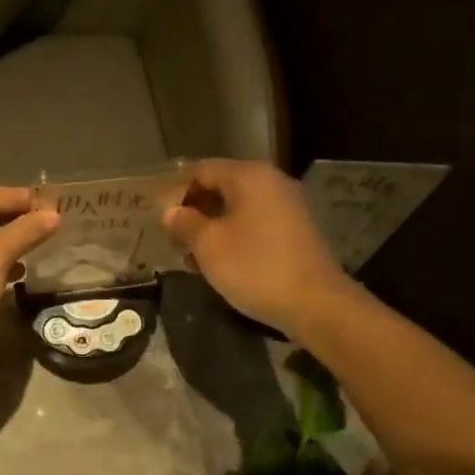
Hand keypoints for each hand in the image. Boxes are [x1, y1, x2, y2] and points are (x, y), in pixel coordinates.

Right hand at [162, 159, 359, 338]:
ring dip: (210, 227)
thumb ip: (184, 222)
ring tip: (191, 257)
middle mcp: (270, 182)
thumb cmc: (255, 267)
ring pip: (236, 208)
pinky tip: (218, 263)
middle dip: (192, 211)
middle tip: (172, 239)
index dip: (174, 191)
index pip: (200, 170)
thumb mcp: (208, 245)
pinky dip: (232, 237)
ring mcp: (286, 206)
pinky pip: (253, 224)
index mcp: (249, 176)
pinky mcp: (294, 231)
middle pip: (219, 187)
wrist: (315, 304)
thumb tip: (169, 211)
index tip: (158, 218)